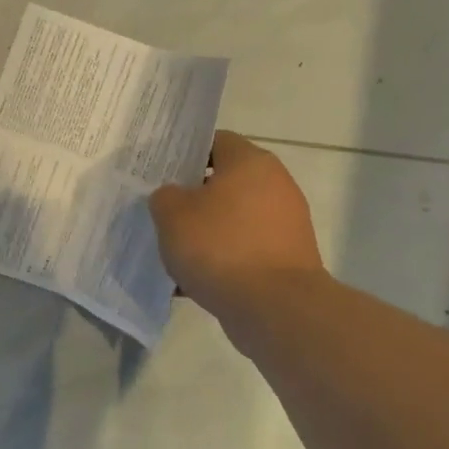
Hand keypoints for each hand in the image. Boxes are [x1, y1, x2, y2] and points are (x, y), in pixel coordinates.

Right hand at [149, 131, 326, 316]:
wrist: (275, 307)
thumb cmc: (220, 247)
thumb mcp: (172, 214)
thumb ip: (165, 197)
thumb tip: (173, 198)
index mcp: (251, 162)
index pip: (215, 141)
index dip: (185, 154)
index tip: (161, 173)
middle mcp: (276, 185)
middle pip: (225, 182)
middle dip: (193, 198)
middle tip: (162, 212)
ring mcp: (286, 223)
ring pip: (233, 220)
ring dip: (206, 233)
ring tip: (174, 252)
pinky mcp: (287, 258)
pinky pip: (245, 251)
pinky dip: (222, 261)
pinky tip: (194, 281)